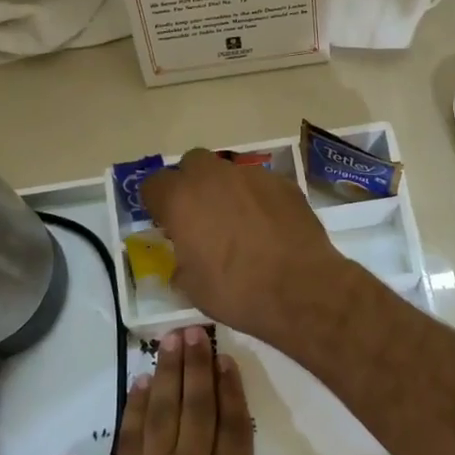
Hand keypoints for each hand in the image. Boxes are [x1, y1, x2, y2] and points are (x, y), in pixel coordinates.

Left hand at [92, 326, 309, 454]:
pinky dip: (137, 405)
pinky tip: (142, 381)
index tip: (228, 358)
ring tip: (170, 339)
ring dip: (169, 372)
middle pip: (197, 406)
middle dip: (197, 365)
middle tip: (195, 330)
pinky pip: (132, 434)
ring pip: (164, 410)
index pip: (233, 426)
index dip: (231, 388)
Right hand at [139, 148, 349, 343]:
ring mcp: (252, 176)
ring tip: (238, 223)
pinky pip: (260, 184)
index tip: (166, 223)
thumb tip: (186, 257)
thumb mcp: (192, 286)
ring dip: (226, 190)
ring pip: (229, 171)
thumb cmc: (236, 291)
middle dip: (191, 184)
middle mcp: (214, 177)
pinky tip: (267, 226)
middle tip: (200, 215)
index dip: (157, 203)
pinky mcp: (284, 183)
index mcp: (181, 199)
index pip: (154, 184)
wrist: (301, 289)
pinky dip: (257, 199)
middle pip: (192, 163)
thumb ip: (181, 261)